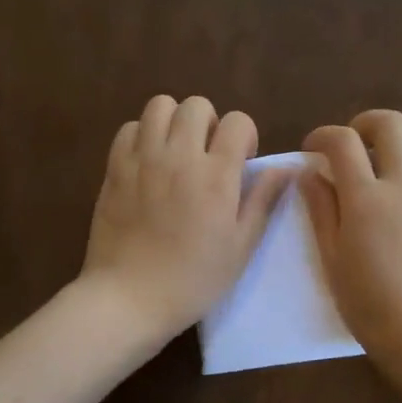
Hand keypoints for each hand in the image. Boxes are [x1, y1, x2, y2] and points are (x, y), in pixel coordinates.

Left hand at [79, 95, 289, 345]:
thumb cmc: (193, 279)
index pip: (239, 122)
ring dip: (174, 121)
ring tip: (176, 151)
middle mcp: (180, 156)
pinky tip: (148, 162)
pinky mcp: (114, 168)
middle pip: (197, 105)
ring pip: (160, 105)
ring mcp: (143, 159)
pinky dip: (143, 135)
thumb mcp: (241, 247)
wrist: (129, 297)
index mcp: (217, 175)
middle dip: (210, 123)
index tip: (241, 164)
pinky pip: (130, 128)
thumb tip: (287, 168)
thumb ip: (263, 201)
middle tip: (208, 156)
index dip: (245, 137)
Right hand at [300, 110, 401, 376]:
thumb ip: (321, 210)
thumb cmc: (368, 305)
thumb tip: (311, 174)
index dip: (322, 135)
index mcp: (365, 199)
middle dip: (365, 123)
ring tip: (392, 157)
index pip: (341, 143)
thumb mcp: (331, 259)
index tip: (312, 149)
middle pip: (390, 125)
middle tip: (353, 145)